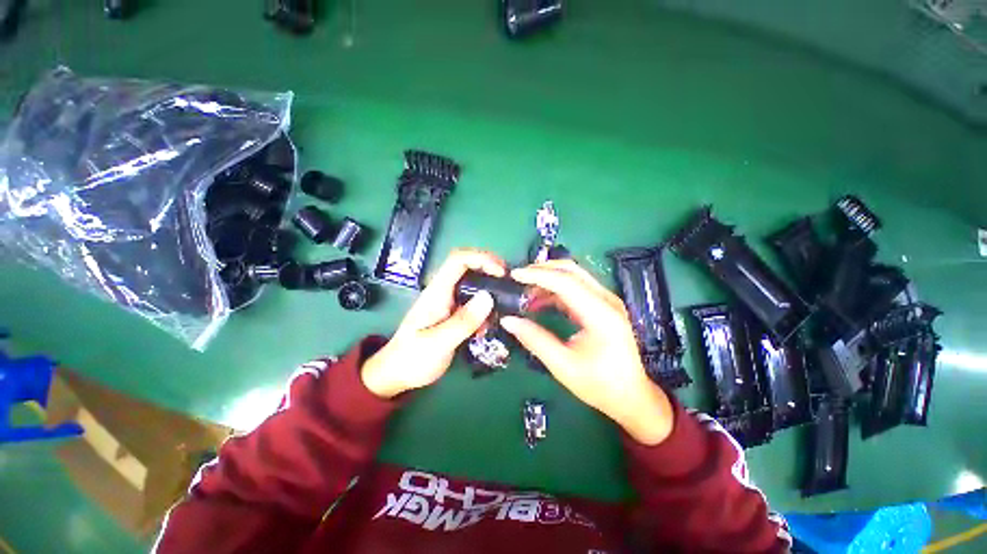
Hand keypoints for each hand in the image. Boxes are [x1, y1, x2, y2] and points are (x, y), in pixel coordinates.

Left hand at [361, 249, 504, 398]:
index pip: (458, 260)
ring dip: (489, 288)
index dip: (481, 259)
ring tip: (504, 304)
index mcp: (437, 292)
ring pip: (472, 283)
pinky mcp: (452, 312)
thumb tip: (488, 296)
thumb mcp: (438, 343)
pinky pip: (472, 301)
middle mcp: (443, 291)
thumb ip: (463, 321)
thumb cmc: (412, 358)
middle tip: (509, 282)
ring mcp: (448, 301)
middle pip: (467, 266)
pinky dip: (485, 307)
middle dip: (490, 268)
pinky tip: (490, 323)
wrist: (396, 374)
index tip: (501, 272)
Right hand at [500, 260, 673, 445]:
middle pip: (571, 271)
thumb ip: (535, 340)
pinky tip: (540, 302)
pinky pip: (576, 288)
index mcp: (600, 314)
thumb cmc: (600, 385)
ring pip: (573, 276)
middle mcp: (606, 300)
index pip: (566, 282)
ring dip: (548, 279)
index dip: (538, 275)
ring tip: (525, 292)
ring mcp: (606, 301)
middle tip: (518, 278)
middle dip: (542, 270)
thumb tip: (508, 320)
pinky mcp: (603, 306)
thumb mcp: (563, 365)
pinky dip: (555, 290)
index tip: (514, 275)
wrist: (632, 396)